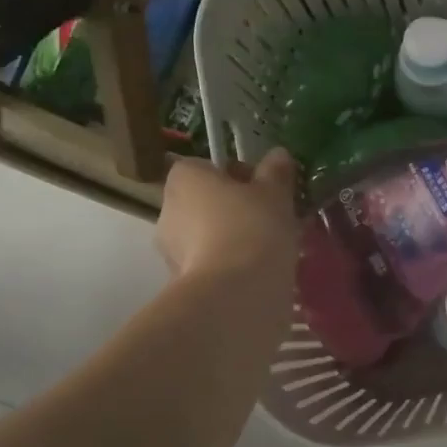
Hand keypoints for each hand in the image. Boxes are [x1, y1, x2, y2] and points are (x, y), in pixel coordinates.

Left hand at [156, 150, 298, 287]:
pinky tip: (259, 270)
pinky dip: (230, 263)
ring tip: (270, 247)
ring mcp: (171, 249)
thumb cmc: (253, 227)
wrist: (236, 292)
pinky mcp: (182, 282)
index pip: (204, 166)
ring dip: (232, 236)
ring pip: (208, 233)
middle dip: (234, 207)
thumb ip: (276, 171)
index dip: (234, 174)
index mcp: (185, 179)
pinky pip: (210, 262)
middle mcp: (168, 209)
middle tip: (270, 217)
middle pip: (205, 200)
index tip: (262, 188)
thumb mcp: (275, 193)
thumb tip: (278, 154)